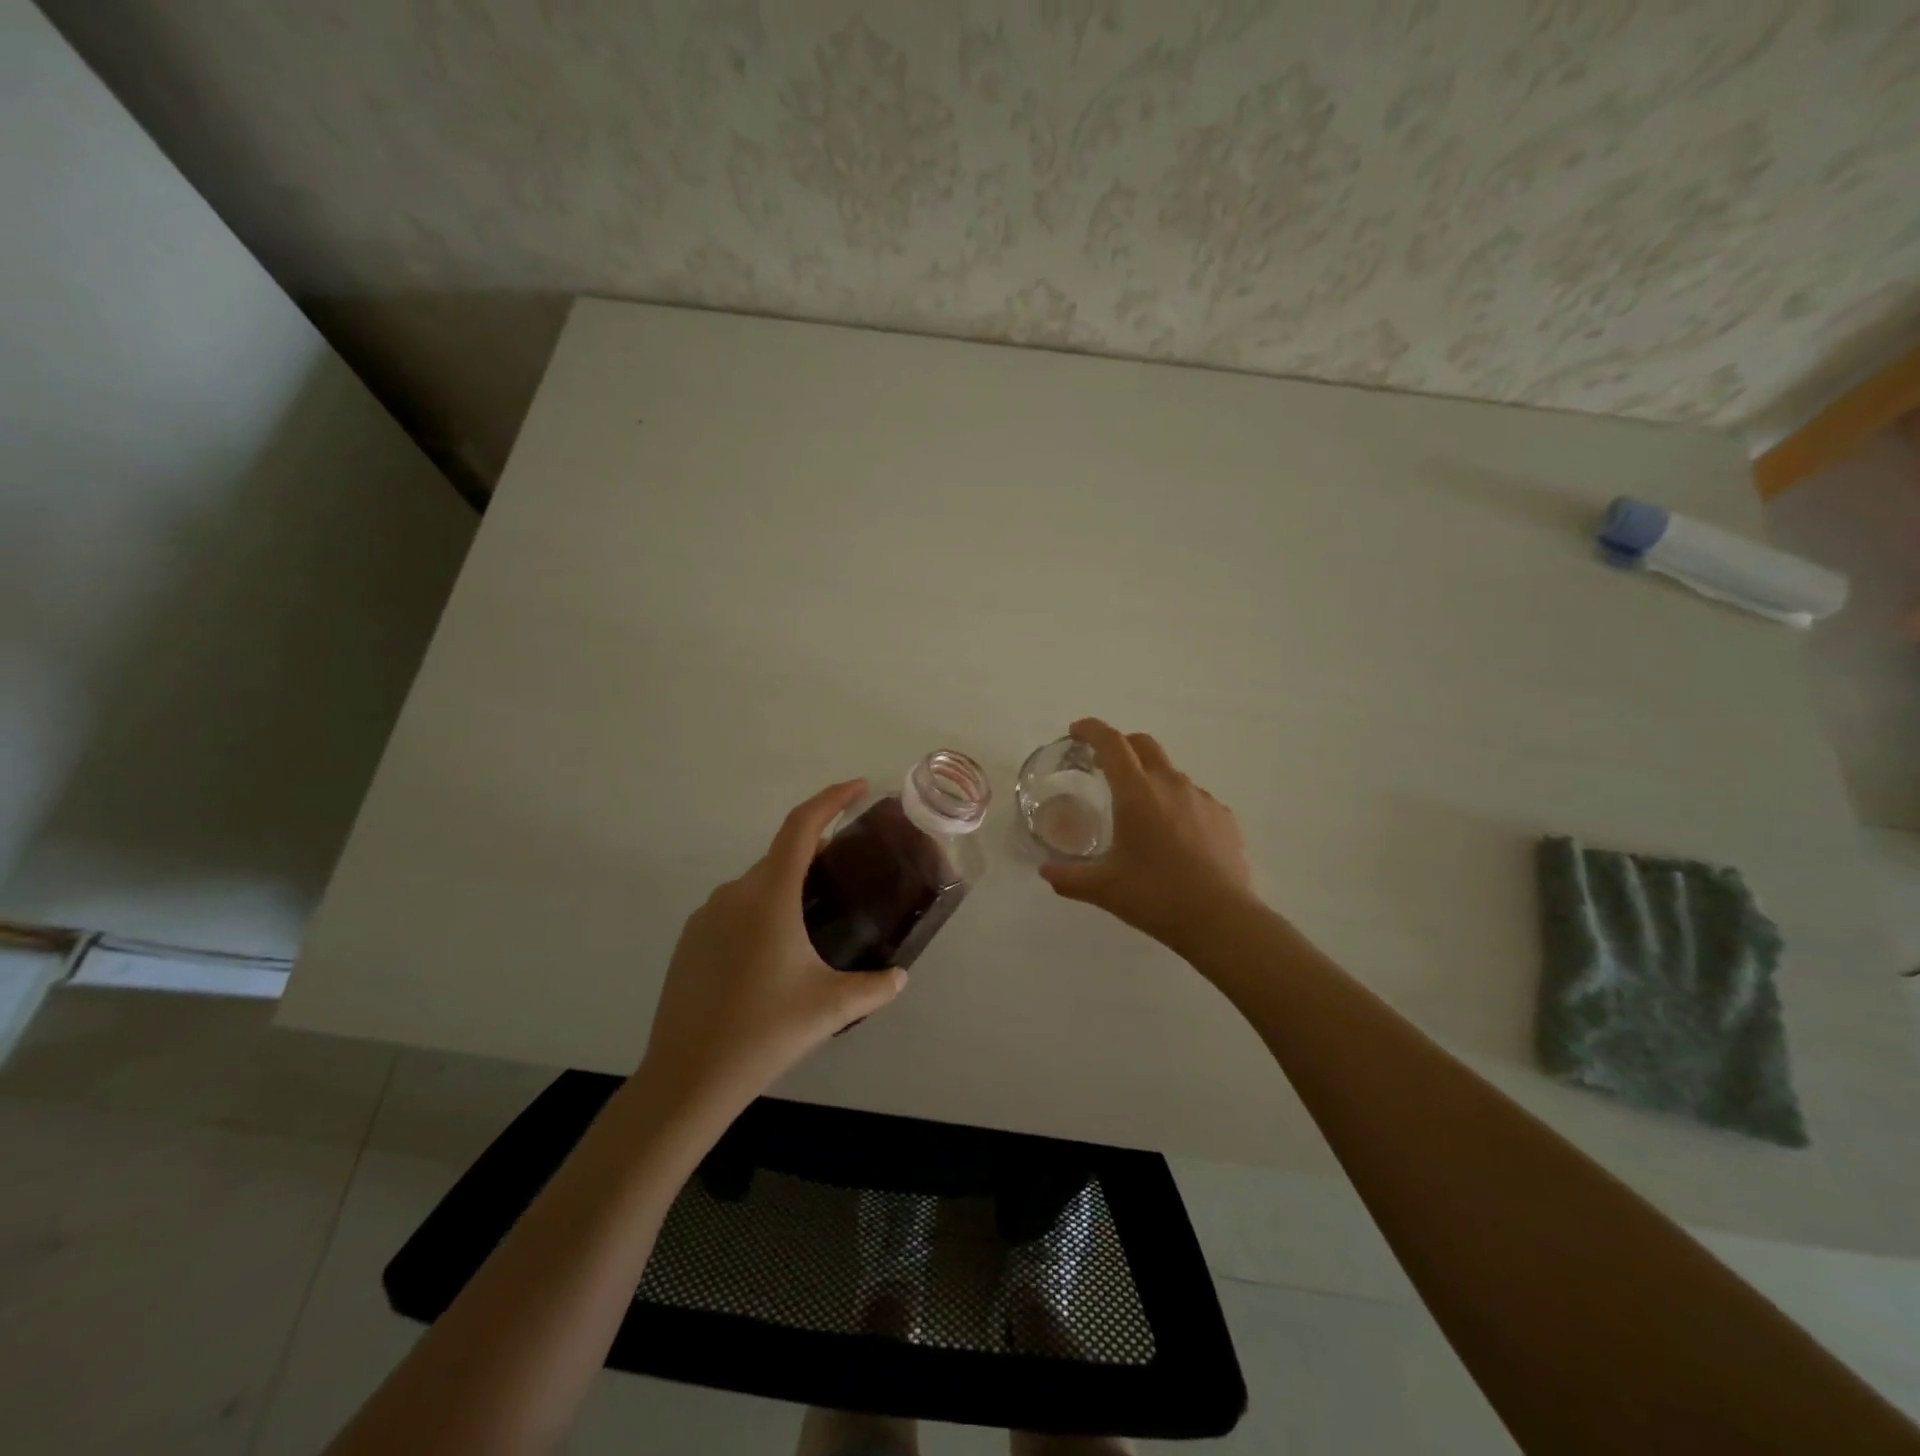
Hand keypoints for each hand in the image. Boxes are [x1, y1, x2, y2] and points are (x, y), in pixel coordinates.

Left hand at [639, 780, 907, 1122]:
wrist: (687, 1077)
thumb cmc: (764, 1031)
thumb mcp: (831, 1008)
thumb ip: (876, 987)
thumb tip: (900, 976)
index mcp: (769, 895)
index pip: (801, 826)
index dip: (831, 799)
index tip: (857, 788)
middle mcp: (735, 893)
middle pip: (782, 856)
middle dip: (816, 855)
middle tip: (848, 873)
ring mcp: (706, 916)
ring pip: (757, 885)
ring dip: (787, 888)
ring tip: (815, 921)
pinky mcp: (690, 941)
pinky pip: (735, 910)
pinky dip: (761, 912)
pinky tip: (774, 955)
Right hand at [1040, 718, 1257, 952]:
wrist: (1221, 920)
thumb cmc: (1156, 896)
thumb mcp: (1104, 889)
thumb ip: (1069, 878)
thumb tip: (1045, 873)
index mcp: (1136, 793)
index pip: (1111, 743)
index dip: (1091, 730)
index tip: (1076, 732)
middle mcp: (1170, 784)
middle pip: (1143, 744)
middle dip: (1121, 745)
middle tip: (1104, 766)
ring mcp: (1202, 798)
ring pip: (1170, 773)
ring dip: (1149, 778)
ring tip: (1140, 813)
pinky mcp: (1224, 816)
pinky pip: (1194, 798)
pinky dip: (1176, 805)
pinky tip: (1174, 837)